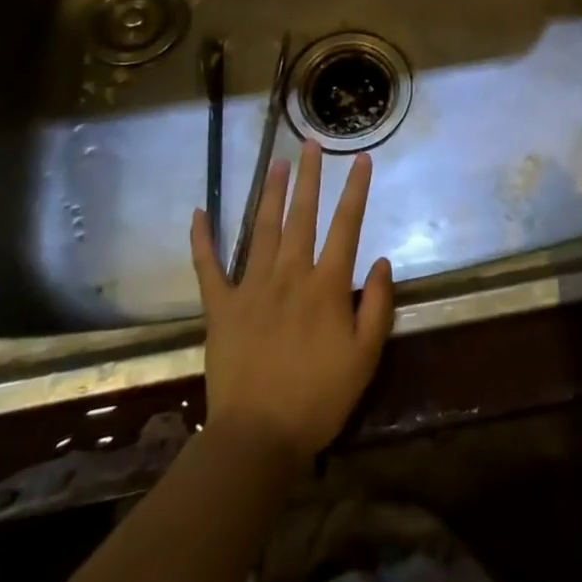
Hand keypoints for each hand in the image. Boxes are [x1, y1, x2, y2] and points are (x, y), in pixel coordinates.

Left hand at [189, 143, 394, 464]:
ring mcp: (251, 288)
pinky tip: (198, 213)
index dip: (356, 190)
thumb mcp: (366, 356)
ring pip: (263, 229)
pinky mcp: (221, 307)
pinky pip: (208, 267)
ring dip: (271, 193)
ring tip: (277, 162)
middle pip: (302, 215)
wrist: (257, 437)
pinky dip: (202, 240)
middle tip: (311, 143)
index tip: (361, 159)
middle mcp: (290, 274)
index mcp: (326, 285)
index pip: (346, 226)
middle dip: (310, 177)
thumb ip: (378, 305)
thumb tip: (383, 261)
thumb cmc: (319, 398)